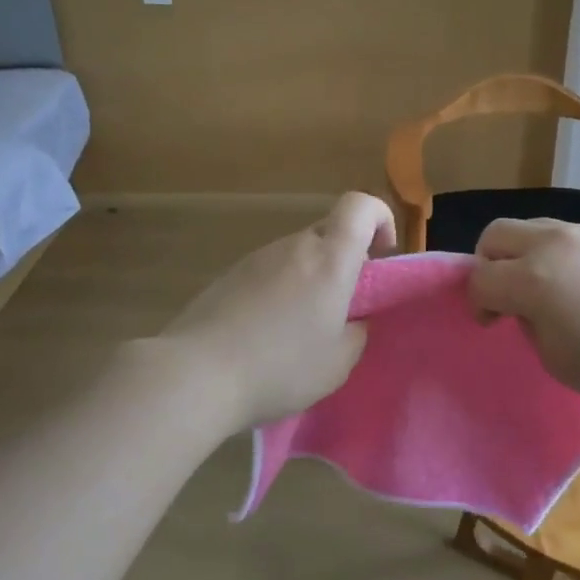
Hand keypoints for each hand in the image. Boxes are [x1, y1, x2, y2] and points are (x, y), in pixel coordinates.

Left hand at [159, 192, 396, 430]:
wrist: (197, 373)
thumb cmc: (280, 367)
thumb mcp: (337, 363)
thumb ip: (356, 332)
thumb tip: (353, 318)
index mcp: (329, 260)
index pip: (360, 206)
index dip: (379, 217)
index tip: (382, 254)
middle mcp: (293, 247)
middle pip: (328, 233)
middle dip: (343, 260)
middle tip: (341, 306)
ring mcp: (256, 258)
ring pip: (297, 254)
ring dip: (309, 279)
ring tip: (299, 329)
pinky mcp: (229, 275)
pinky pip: (268, 271)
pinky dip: (279, 291)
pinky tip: (265, 333)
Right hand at [469, 218, 579, 413]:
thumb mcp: (559, 361)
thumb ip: (531, 325)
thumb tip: (531, 306)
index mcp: (533, 278)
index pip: (480, 278)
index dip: (478, 303)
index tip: (492, 323)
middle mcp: (555, 243)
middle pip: (497, 233)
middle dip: (489, 262)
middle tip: (506, 295)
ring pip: (535, 227)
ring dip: (525, 254)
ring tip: (549, 289)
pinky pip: (571, 236)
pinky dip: (560, 254)